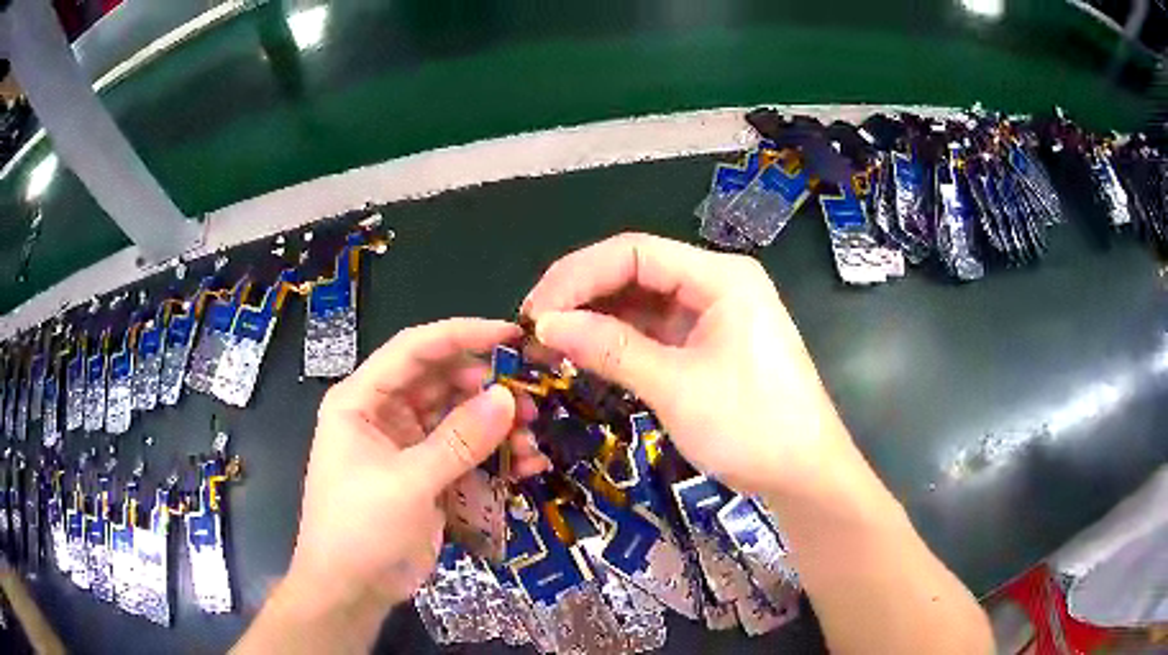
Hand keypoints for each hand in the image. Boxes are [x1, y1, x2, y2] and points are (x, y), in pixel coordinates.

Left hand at [282, 318, 537, 616]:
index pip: (414, 350)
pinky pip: (467, 453)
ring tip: (532, 441)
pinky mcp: (428, 475)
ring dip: (497, 426)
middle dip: (488, 389)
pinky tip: (526, 467)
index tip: (511, 334)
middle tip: (531, 403)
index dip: (462, 335)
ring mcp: (408, 445)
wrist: (351, 590)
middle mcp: (385, 414)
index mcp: (362, 400)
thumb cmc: (360, 529)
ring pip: (460, 418)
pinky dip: (495, 456)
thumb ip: (458, 441)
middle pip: (442, 381)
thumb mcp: (407, 483)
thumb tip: (508, 398)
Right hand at [522, 233, 858, 496]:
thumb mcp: (676, 387)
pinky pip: (654, 330)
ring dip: (596, 319)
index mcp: (720, 276)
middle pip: (635, 271)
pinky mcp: (707, 343)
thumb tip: (544, 326)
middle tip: (534, 330)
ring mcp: (713, 314)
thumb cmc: (752, 427)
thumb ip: (610, 349)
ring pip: (641, 301)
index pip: (633, 252)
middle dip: (582, 296)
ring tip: (551, 345)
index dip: (577, 276)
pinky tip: (587, 354)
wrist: (804, 474)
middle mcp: (716, 283)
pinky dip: (619, 340)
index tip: (535, 313)